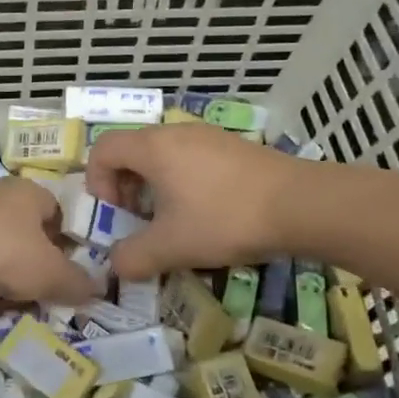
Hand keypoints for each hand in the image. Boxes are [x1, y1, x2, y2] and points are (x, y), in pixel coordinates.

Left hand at [0, 178, 98, 306]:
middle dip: (39, 260)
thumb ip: (78, 282)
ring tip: (20, 299)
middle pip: (29, 230)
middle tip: (49, 288)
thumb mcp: (53, 273)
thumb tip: (96, 289)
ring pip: (2, 248)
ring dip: (11, 273)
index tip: (73, 269)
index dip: (69, 240)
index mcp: (29, 190)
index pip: (59, 211)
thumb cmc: (6, 253)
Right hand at [86, 124, 296, 280]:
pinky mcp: (233, 146)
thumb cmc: (224, 219)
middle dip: (125, 186)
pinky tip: (207, 211)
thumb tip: (116, 265)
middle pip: (132, 150)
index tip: (115, 213)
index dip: (97, 181)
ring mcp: (208, 135)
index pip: (103, 149)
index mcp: (153, 148)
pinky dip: (183, 180)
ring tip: (173, 219)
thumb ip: (133, 258)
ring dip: (155, 185)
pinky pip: (191, 157)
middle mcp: (176, 132)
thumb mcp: (171, 247)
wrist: (300, 204)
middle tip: (139, 219)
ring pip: (163, 154)